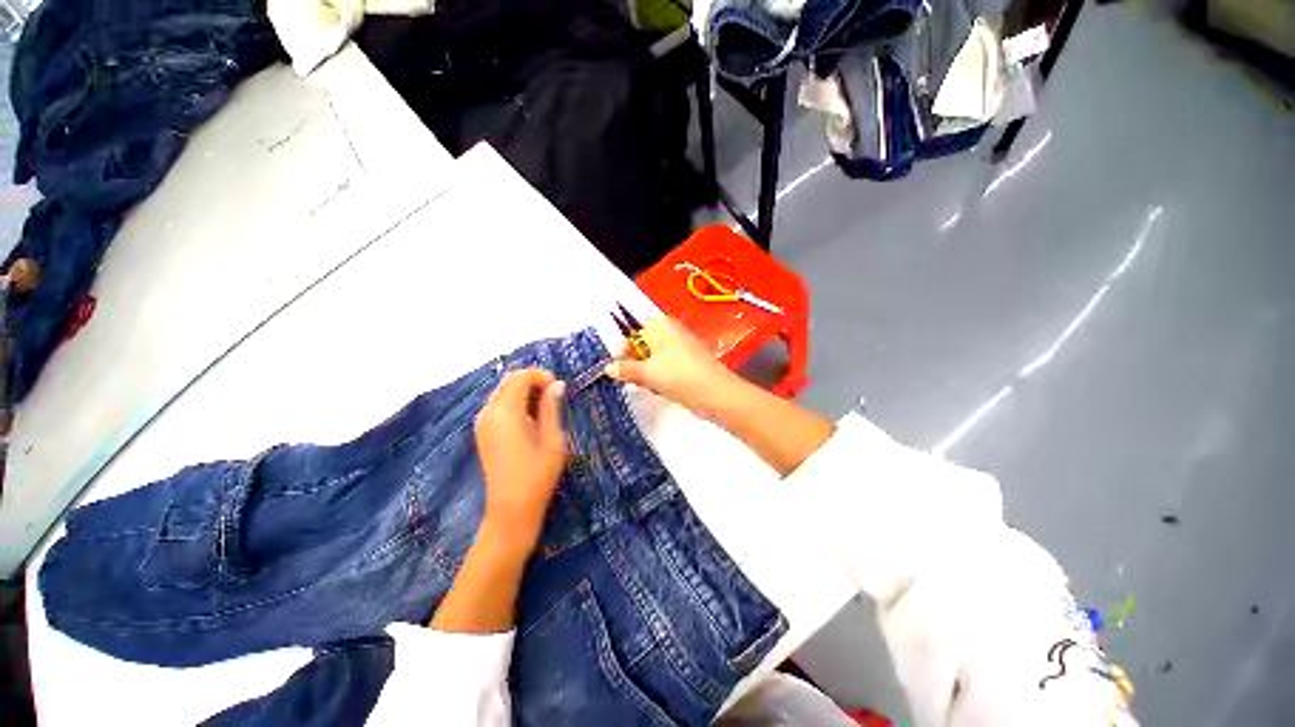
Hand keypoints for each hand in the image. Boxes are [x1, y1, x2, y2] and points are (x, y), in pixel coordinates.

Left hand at [474, 369, 566, 554]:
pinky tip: (531, 419)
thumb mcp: (552, 440)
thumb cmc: (537, 477)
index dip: (541, 375)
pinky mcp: (483, 433)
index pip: (520, 377)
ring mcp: (482, 423)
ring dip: (524, 391)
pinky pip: (498, 405)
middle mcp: (488, 413)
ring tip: (546, 408)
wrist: (510, 511)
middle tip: (554, 394)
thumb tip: (557, 384)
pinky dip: (515, 402)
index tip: (559, 387)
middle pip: (509, 381)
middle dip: (533, 380)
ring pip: (503, 392)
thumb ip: (552, 408)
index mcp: (506, 413)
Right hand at [604, 317, 739, 414]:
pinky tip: (661, 390)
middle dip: (635, 362)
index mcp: (661, 325)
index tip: (618, 366)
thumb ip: (626, 369)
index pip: (633, 329)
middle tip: (632, 379)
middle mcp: (671, 332)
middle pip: (643, 344)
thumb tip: (607, 368)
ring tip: (650, 386)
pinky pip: (665, 367)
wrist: (717, 395)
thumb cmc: (681, 377)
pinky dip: (659, 378)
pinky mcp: (687, 363)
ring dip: (646, 373)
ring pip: (653, 359)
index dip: (624, 347)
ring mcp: (681, 348)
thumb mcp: (648, 373)